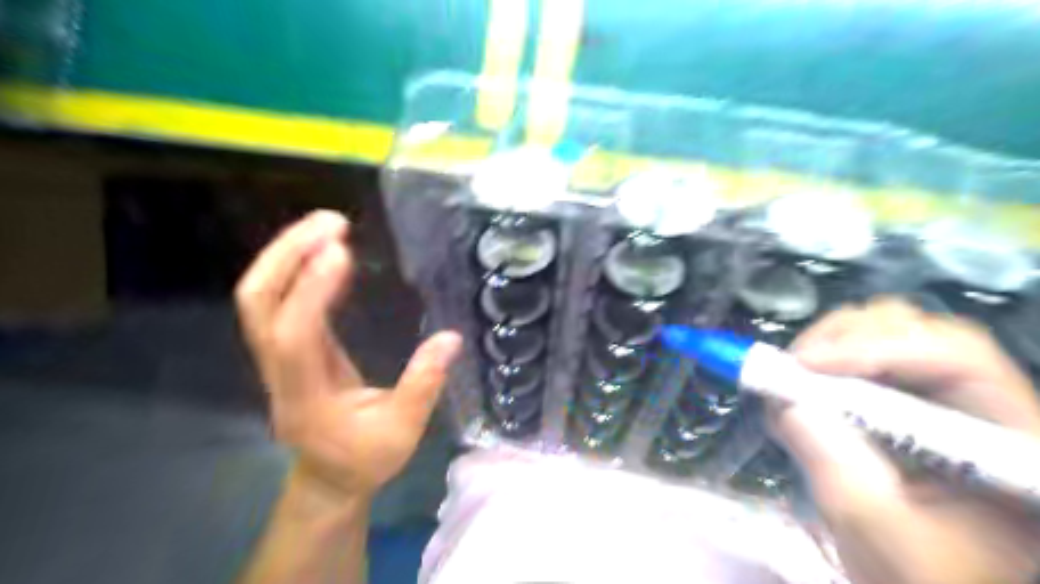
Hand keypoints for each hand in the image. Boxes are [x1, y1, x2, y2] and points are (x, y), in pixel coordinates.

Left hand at [238, 213, 464, 499]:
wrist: (328, 479)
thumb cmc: (365, 459)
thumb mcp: (403, 432)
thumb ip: (424, 386)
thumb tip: (450, 338)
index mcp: (305, 397)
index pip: (294, 335)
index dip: (311, 290)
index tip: (340, 251)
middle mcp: (279, 371)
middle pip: (257, 303)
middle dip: (286, 255)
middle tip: (330, 223)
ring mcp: (276, 358)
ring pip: (259, 297)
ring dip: (287, 254)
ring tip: (328, 225)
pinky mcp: (287, 348)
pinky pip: (279, 300)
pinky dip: (297, 268)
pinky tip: (329, 252)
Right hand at [776, 300, 1039, 582]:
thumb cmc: (920, 575)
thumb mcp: (880, 533)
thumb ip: (839, 470)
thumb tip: (786, 403)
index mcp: (1012, 440)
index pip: (957, 358)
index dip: (876, 348)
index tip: (805, 366)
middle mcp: (985, 403)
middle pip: (920, 331)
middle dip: (846, 339)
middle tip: (794, 367)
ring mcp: (945, 398)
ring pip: (889, 335)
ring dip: (832, 347)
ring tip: (792, 377)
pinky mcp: (907, 401)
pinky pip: (865, 358)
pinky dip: (825, 363)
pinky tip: (801, 386)